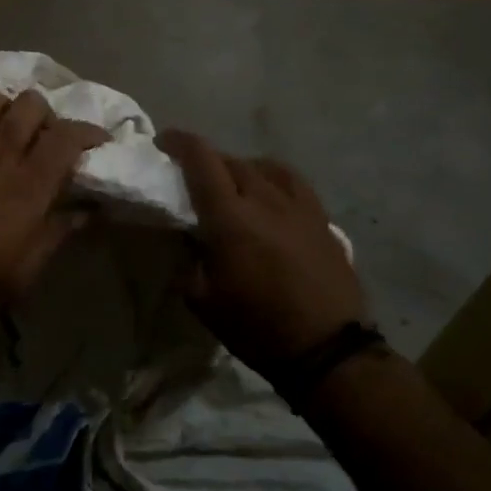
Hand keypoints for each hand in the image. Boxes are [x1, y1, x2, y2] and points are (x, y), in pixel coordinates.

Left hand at [0, 89, 107, 333]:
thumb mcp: (18, 278)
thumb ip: (54, 238)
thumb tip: (85, 213)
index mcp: (27, 186)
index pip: (68, 137)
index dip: (90, 133)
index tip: (98, 145)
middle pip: (32, 104)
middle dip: (49, 116)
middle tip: (48, 144)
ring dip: (7, 108)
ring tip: (7, 135)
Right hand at [156, 130, 372, 377]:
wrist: (326, 348)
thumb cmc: (255, 326)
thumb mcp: (201, 298)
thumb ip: (188, 258)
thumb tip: (188, 236)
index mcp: (228, 216)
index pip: (201, 159)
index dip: (179, 142)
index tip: (164, 142)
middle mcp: (263, 198)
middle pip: (230, 160)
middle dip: (206, 160)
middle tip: (191, 174)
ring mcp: (297, 204)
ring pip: (262, 166)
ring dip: (239, 167)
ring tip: (231, 183)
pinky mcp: (320, 217)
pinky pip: (291, 181)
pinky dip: (271, 177)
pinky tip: (269, 192)